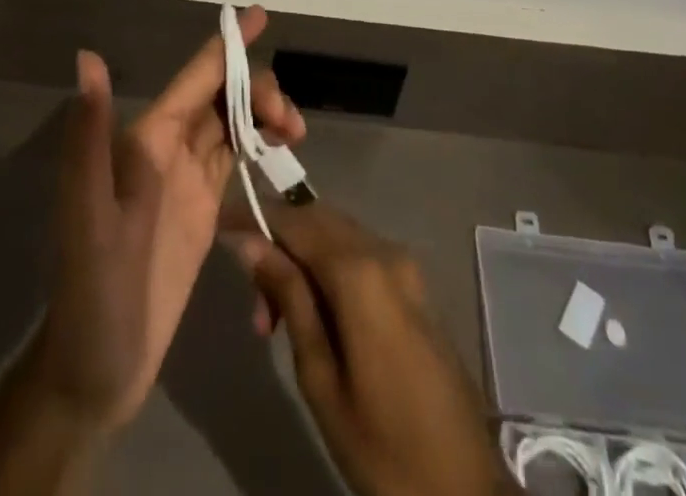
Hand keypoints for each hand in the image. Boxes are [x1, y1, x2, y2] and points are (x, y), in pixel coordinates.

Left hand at [34, 6, 304, 431]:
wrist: (94, 371)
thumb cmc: (91, 292)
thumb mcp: (86, 214)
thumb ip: (89, 136)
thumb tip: (86, 57)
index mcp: (145, 140)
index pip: (194, 78)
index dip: (227, 46)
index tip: (259, 14)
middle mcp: (166, 150)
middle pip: (220, 96)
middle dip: (257, 89)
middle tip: (292, 122)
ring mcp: (185, 181)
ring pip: (231, 124)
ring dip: (262, 115)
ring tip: (296, 133)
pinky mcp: (201, 213)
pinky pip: (235, 161)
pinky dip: (260, 146)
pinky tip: (282, 154)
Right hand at [228, 203, 513, 495]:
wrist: (464, 489)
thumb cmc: (383, 444)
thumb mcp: (321, 378)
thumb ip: (290, 299)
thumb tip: (252, 243)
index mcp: (360, 271)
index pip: (296, 221)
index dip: (256, 216)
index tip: (221, 223)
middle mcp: (385, 251)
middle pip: (318, 221)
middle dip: (278, 243)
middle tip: (252, 300)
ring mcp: (405, 266)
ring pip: (338, 237)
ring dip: (302, 260)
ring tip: (275, 320)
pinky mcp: (414, 287)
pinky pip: (360, 256)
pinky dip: (329, 269)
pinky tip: (313, 314)